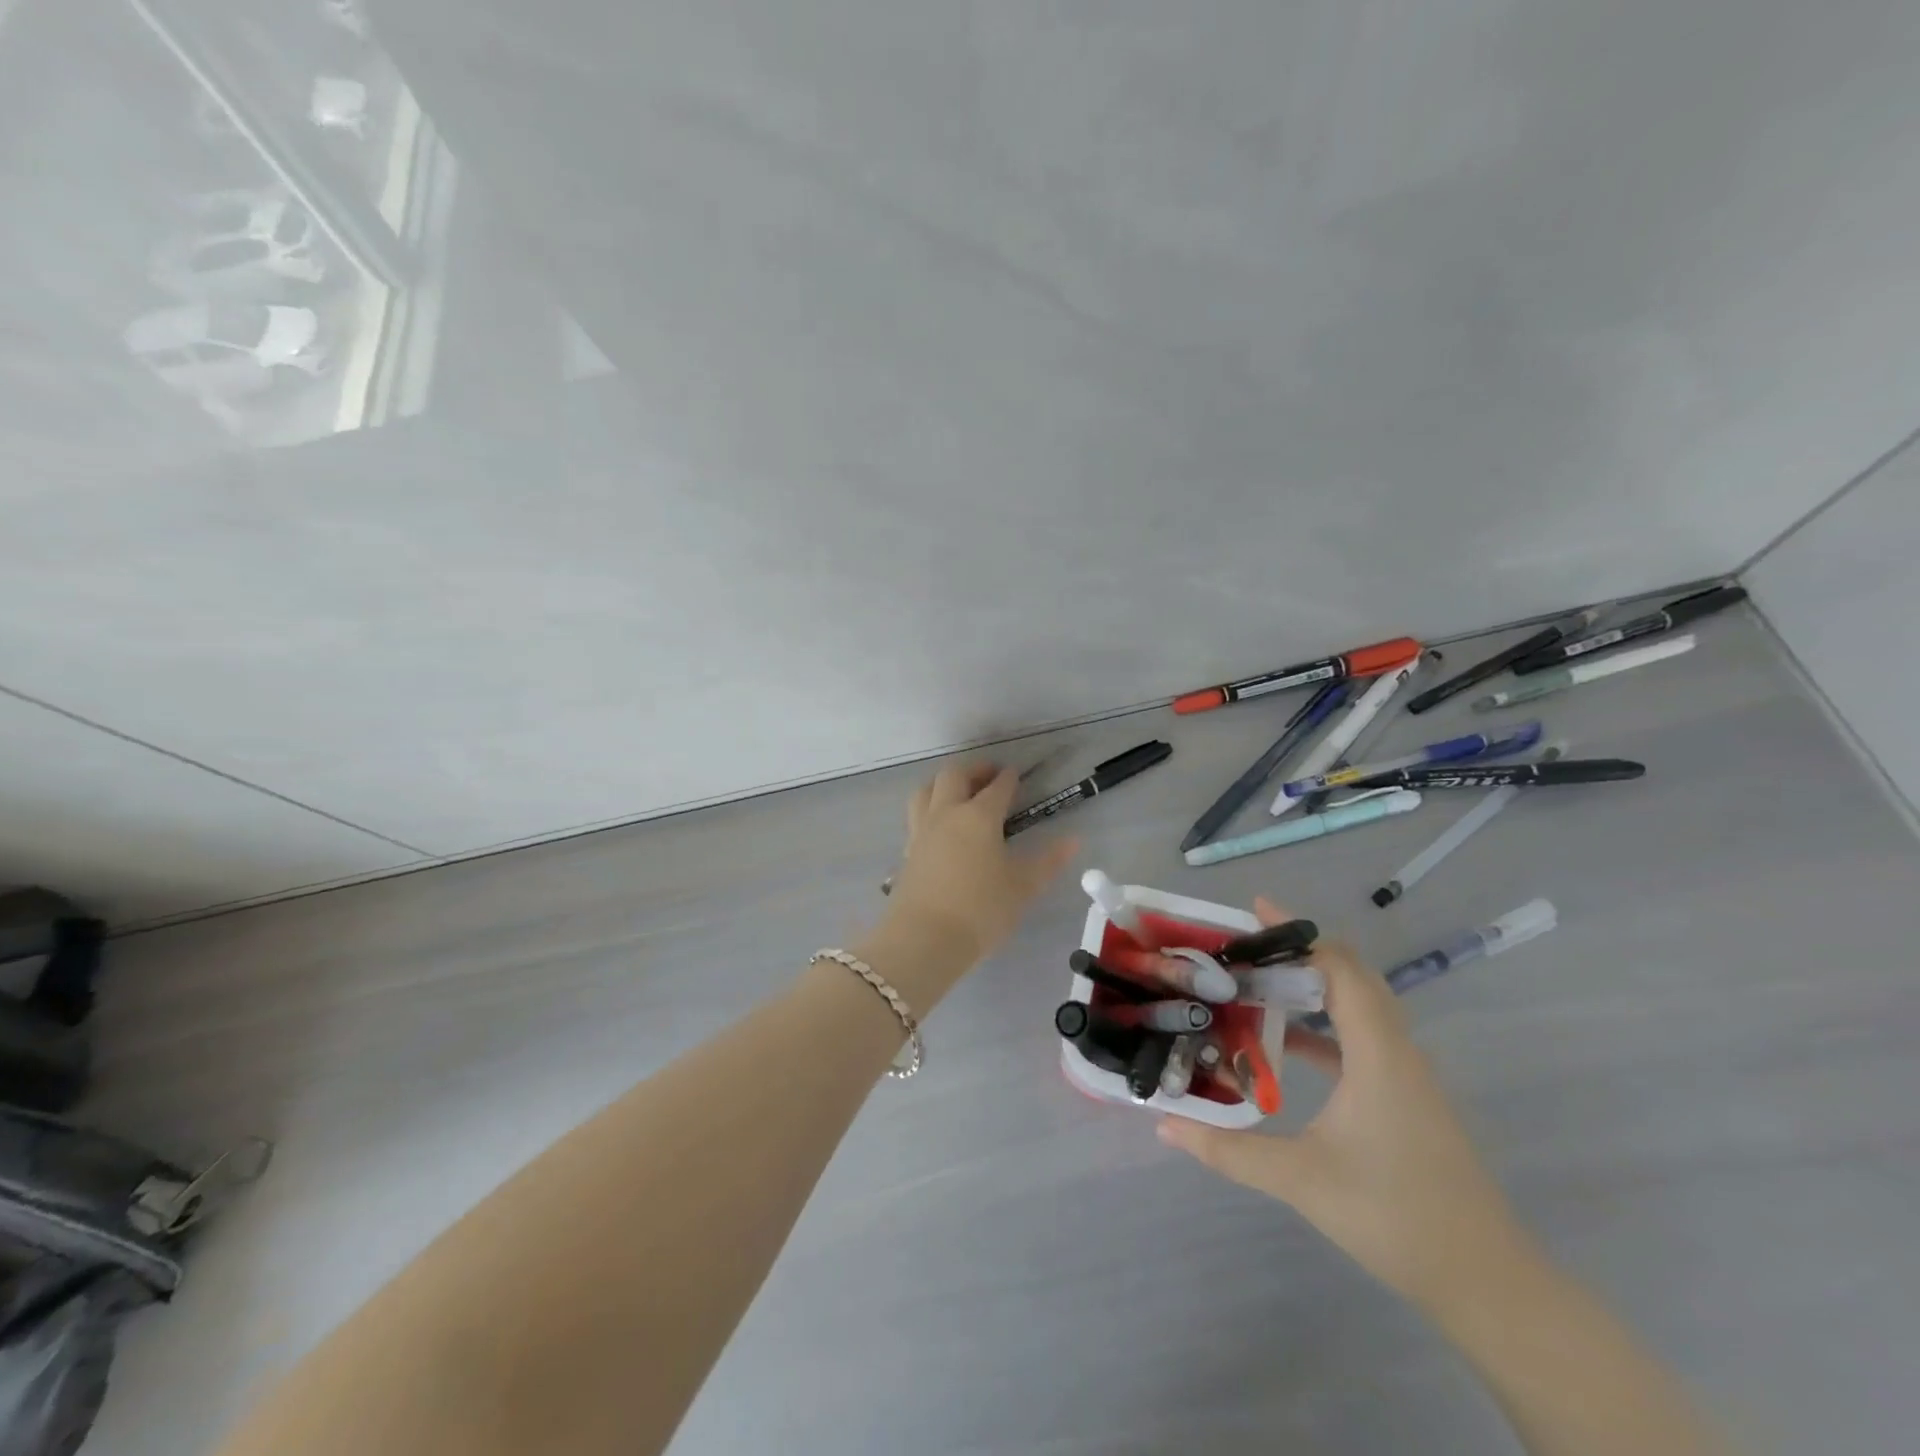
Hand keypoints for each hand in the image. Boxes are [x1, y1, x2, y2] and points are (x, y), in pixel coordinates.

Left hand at [882, 763, 1077, 970]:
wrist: (925, 938)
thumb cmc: (981, 910)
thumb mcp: (1023, 887)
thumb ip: (1048, 861)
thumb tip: (1073, 840)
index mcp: (979, 816)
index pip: (997, 787)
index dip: (1008, 778)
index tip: (1016, 774)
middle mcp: (947, 813)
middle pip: (954, 776)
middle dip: (974, 770)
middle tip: (989, 775)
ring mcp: (922, 830)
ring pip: (927, 790)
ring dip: (944, 783)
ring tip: (958, 791)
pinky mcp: (908, 851)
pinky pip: (917, 816)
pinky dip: (930, 808)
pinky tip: (940, 825)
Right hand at [1158, 897, 1530, 1308]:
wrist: (1486, 1282)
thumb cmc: (1394, 1215)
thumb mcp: (1300, 1179)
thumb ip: (1227, 1150)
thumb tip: (1164, 1126)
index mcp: (1376, 1052)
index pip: (1338, 967)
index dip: (1296, 934)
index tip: (1251, 912)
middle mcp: (1396, 1050)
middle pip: (1351, 976)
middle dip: (1300, 952)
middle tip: (1244, 948)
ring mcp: (1406, 1074)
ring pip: (1359, 1007)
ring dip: (1312, 987)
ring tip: (1256, 984)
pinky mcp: (1406, 1096)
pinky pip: (1361, 1038)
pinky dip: (1323, 1026)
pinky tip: (1285, 1045)